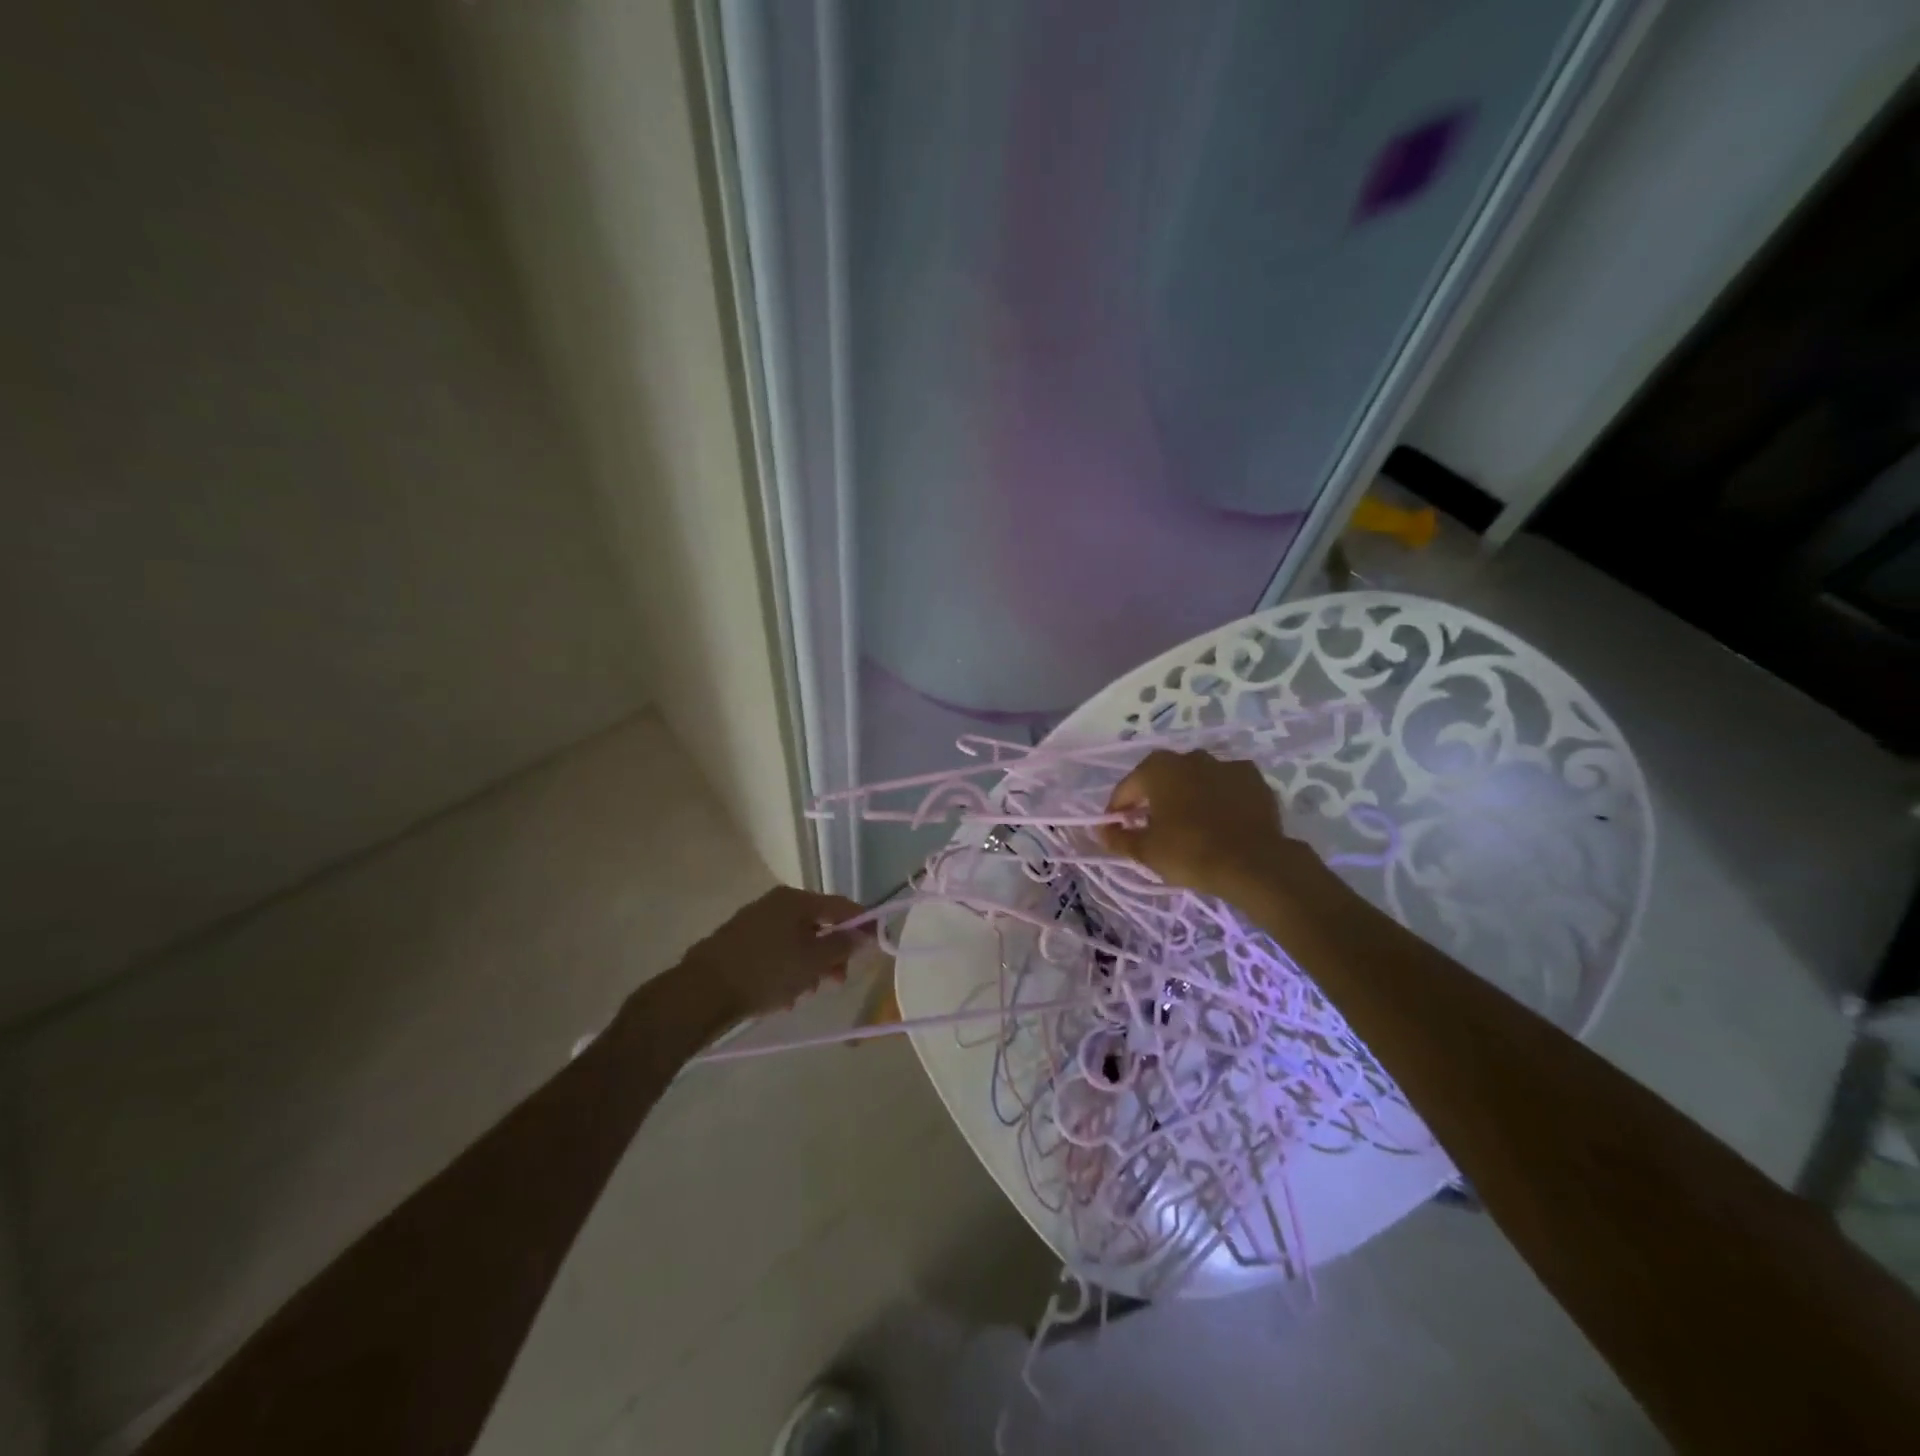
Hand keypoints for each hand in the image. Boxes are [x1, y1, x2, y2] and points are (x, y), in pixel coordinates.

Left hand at [674, 885, 869, 1021]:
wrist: (700, 993)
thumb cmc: (765, 972)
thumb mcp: (812, 961)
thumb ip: (843, 945)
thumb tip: (864, 933)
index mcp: (795, 900)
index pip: (841, 905)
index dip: (862, 923)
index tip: (876, 944)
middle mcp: (775, 904)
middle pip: (818, 925)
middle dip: (832, 954)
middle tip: (837, 981)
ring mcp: (755, 922)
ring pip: (796, 942)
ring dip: (809, 967)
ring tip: (805, 995)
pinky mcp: (739, 944)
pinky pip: (776, 953)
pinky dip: (786, 971)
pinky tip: (783, 998)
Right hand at [1101, 749, 1302, 898]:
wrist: (1253, 863)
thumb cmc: (1190, 852)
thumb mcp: (1146, 851)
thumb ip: (1119, 838)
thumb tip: (1102, 831)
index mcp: (1158, 768)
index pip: (1127, 787)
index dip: (1118, 808)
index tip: (1117, 828)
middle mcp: (1190, 757)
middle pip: (1163, 776)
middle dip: (1154, 797)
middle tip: (1152, 824)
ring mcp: (1226, 764)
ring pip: (1197, 778)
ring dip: (1188, 794)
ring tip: (1189, 821)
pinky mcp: (1254, 779)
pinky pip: (1227, 785)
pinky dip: (1220, 797)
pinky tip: (1221, 819)